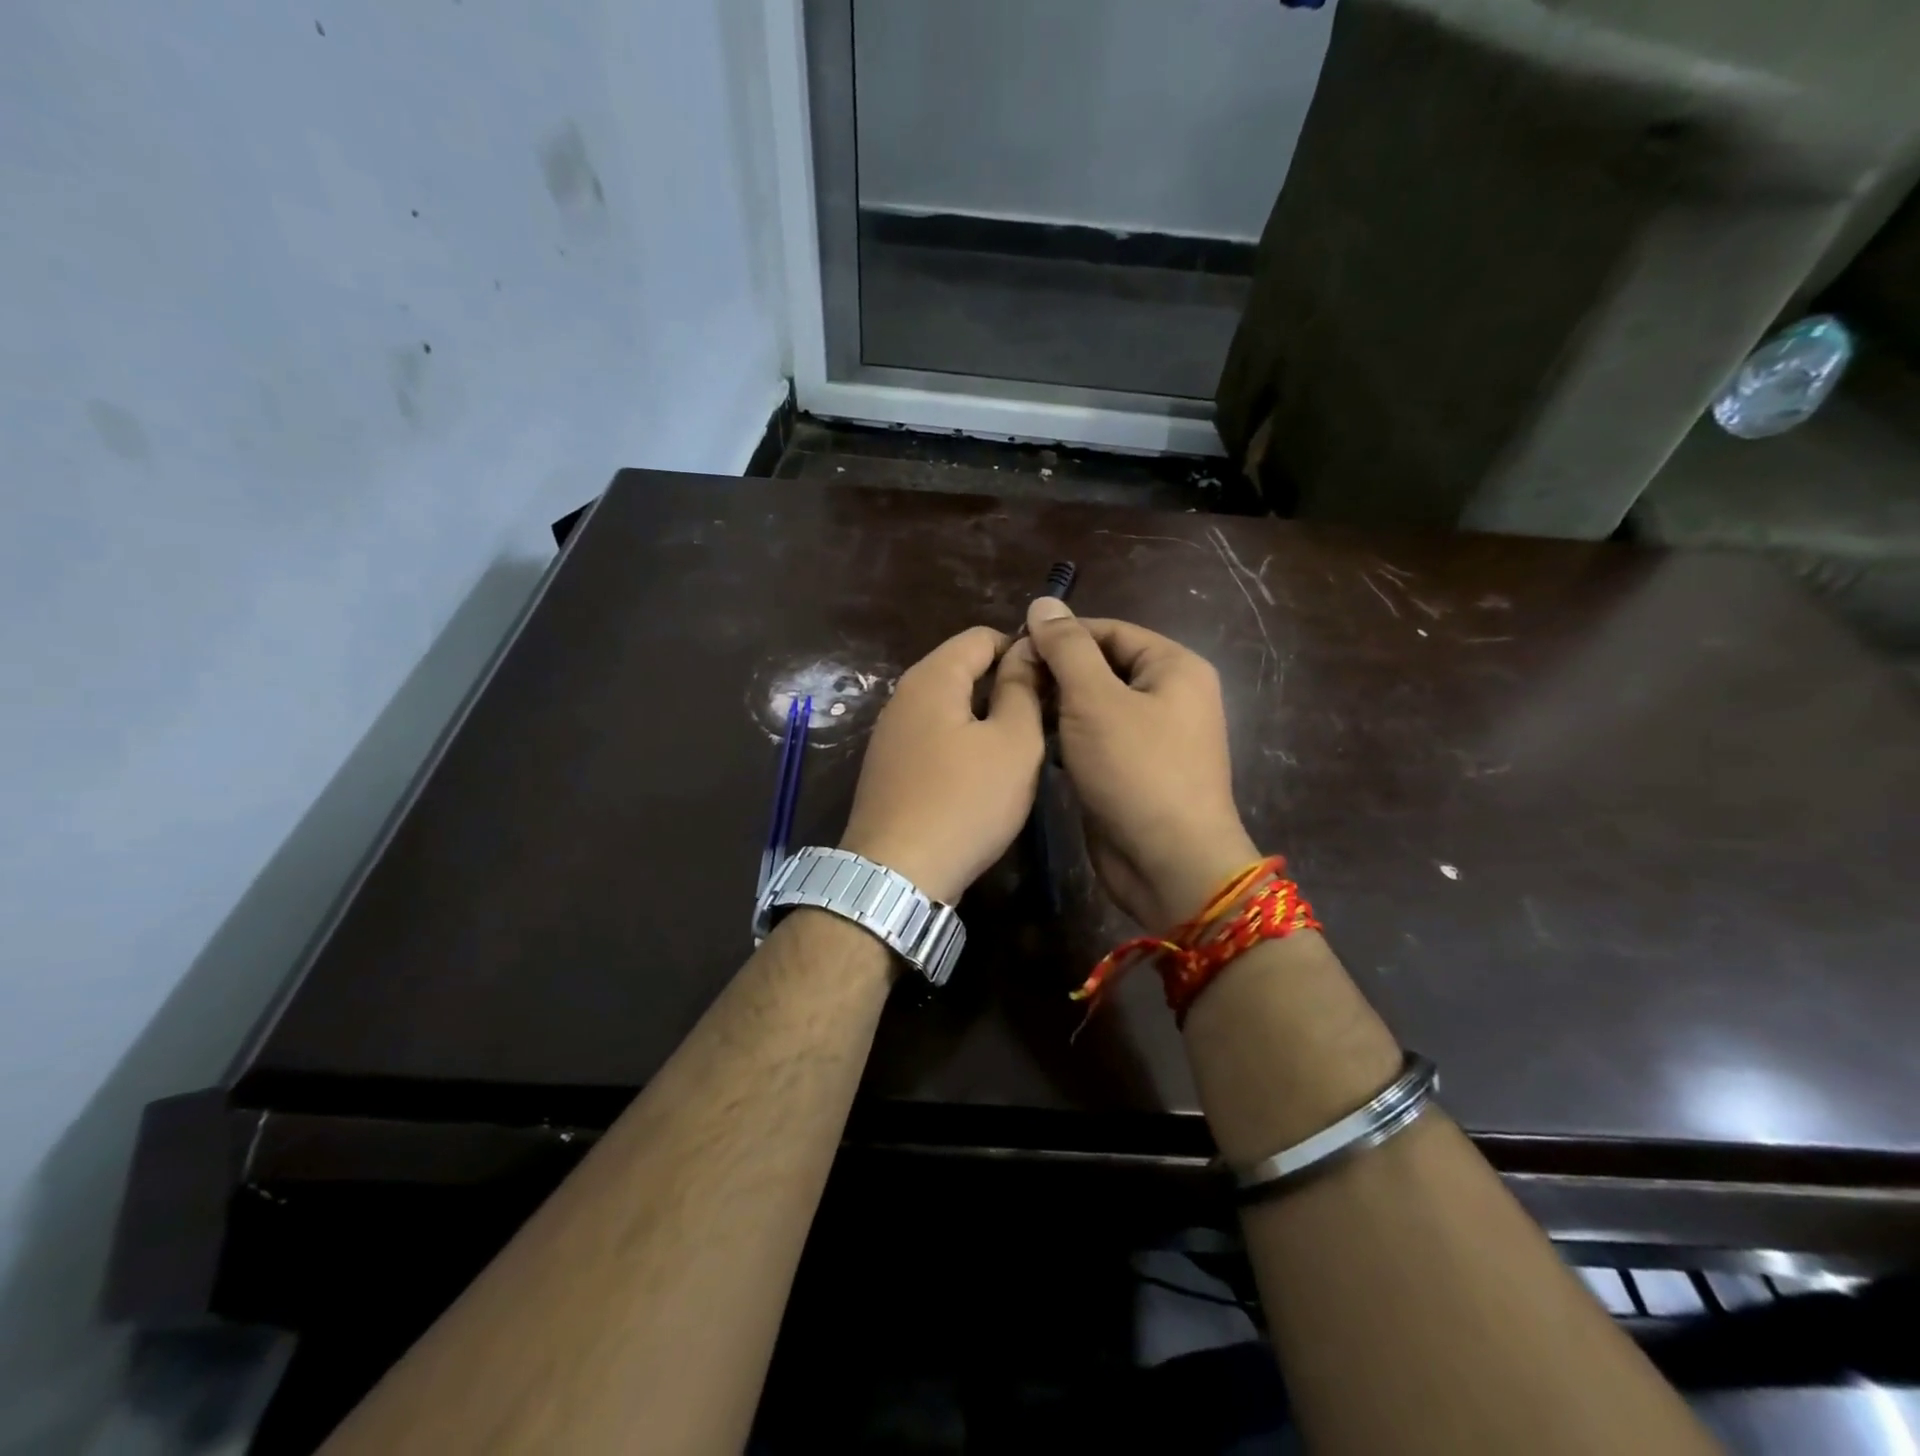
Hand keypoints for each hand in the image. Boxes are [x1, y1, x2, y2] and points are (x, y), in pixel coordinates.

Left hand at [839, 626, 1044, 905]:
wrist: (897, 874)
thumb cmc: (965, 801)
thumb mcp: (1013, 743)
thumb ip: (1022, 690)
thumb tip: (1026, 651)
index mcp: (932, 678)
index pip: (980, 636)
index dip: (1021, 648)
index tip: (1054, 677)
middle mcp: (903, 696)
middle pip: (961, 669)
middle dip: (1004, 683)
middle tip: (1046, 714)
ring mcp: (890, 734)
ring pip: (948, 706)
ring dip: (985, 716)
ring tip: (1021, 744)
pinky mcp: (888, 768)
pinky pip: (933, 737)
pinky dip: (962, 742)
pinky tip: (983, 773)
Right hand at [1011, 598, 1257, 931]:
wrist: (1170, 864)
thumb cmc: (1137, 771)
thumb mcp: (1095, 700)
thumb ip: (1067, 649)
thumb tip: (1043, 603)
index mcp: (1174, 667)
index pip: (1109, 630)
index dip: (1060, 635)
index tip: (1013, 648)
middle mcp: (1169, 695)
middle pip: (1102, 666)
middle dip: (1056, 672)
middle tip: (1009, 683)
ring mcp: (1153, 736)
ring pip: (1096, 705)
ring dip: (1058, 706)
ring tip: (1015, 710)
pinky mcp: (1134, 770)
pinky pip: (1097, 739)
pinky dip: (1068, 737)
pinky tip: (1035, 742)